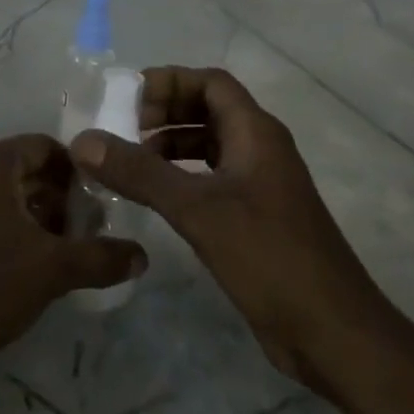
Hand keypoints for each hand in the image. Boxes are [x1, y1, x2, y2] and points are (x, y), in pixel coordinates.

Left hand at [0, 135, 146, 381]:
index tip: (100, 208)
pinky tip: (23, 265)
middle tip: (85, 235)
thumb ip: (102, 257)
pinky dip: (7, 227)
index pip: (48, 148)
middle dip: (59, 199)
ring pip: (3, 193)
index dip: (79, 175)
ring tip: (60, 254)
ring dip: (35, 216)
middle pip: (25, 169)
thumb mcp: (54, 270)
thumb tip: (143, 256)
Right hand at [71, 67, 389, 385]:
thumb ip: (139, 173)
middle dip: (164, 113)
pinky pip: (210, 181)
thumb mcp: (198, 209)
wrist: (331, 330)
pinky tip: (153, 199)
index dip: (169, 82)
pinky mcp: (253, 219)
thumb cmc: (269, 257)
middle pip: (208, 110)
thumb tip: (83, 141)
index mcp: (256, 133)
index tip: (126, 102)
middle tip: (121, 133)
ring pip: (208, 146)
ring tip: (128, 164)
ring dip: (169, 146)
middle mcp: (260, 150)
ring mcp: (259, 186)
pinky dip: (179, 178)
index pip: (211, 82)